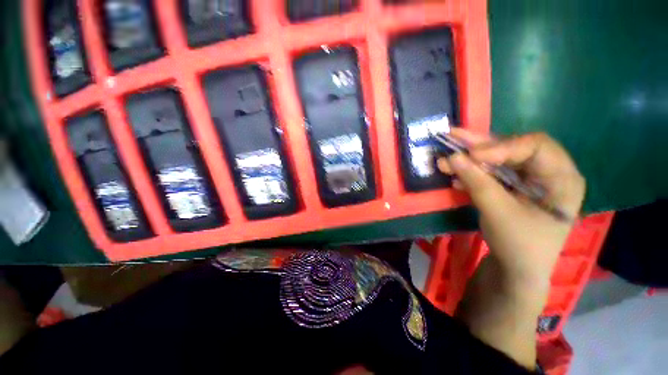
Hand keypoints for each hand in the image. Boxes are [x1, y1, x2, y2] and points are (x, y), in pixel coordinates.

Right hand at [438, 129, 585, 292]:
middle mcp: (546, 173)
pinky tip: (455, 177)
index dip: (501, 146)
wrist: (515, 269)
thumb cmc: (518, 244)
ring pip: (497, 160)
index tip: (472, 156)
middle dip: (480, 146)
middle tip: (452, 137)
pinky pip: (489, 173)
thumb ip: (476, 182)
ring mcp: (526, 180)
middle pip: (512, 148)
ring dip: (469, 160)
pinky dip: (471, 174)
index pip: (535, 146)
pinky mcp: (510, 187)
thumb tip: (452, 157)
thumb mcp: (498, 212)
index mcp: (561, 178)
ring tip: (446, 159)